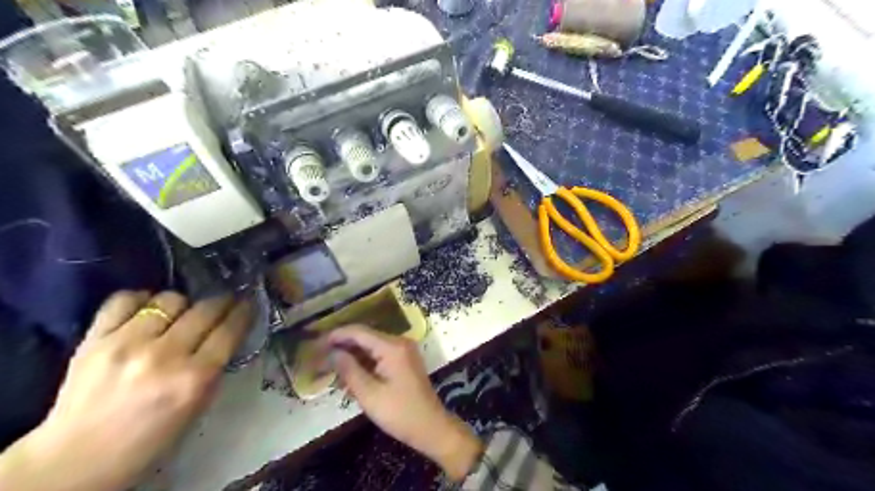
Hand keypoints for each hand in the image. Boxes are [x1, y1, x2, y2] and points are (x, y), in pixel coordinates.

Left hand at [0, 289, 252, 490]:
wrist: (77, 461)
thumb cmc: (150, 439)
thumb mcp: (197, 406)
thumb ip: (214, 368)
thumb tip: (227, 333)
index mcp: (194, 379)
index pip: (230, 330)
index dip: (244, 312)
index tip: (248, 303)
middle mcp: (164, 356)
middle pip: (206, 310)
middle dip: (222, 302)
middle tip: (224, 302)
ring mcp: (126, 344)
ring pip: (170, 300)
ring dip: (182, 305)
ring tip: (180, 314)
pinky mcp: (93, 340)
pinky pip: (124, 300)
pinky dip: (141, 300)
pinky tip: (146, 310)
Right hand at [326, 324, 480, 480]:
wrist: (431, 427)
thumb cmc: (399, 413)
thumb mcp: (369, 394)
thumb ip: (349, 370)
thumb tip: (333, 352)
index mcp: (392, 347)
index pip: (359, 331)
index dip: (336, 335)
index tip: (316, 343)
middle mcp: (399, 342)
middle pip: (365, 337)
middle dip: (342, 346)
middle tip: (320, 358)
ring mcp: (403, 351)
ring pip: (371, 347)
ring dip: (352, 356)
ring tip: (330, 369)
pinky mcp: (404, 361)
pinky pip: (380, 355)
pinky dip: (364, 363)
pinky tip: (349, 376)